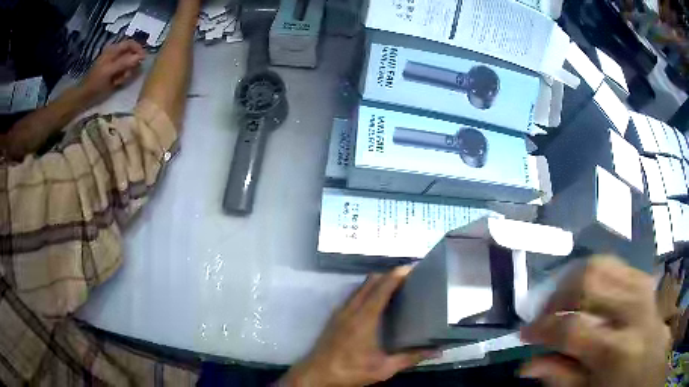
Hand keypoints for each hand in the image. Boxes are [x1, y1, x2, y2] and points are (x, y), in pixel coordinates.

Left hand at [81, 40, 144, 99]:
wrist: (85, 96)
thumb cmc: (95, 83)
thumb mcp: (109, 71)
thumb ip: (125, 63)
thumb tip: (141, 56)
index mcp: (114, 50)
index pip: (131, 43)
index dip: (138, 49)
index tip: (143, 59)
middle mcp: (115, 55)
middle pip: (131, 55)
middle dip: (131, 65)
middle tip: (126, 74)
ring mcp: (114, 64)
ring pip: (128, 65)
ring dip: (126, 74)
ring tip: (119, 81)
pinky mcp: (113, 73)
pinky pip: (123, 73)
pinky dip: (122, 78)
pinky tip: (116, 84)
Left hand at [280, 267, 438, 386]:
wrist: (316, 374)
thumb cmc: (350, 370)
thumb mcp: (384, 368)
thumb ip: (410, 358)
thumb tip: (436, 352)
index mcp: (365, 318)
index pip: (382, 288)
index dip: (397, 275)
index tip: (411, 268)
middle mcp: (351, 309)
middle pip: (370, 281)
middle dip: (388, 275)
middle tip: (407, 277)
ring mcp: (340, 312)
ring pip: (360, 287)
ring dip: (376, 282)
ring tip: (394, 287)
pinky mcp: (335, 317)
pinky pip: (353, 295)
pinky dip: (366, 291)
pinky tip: (374, 303)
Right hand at [520, 256, 669, 386]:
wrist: (653, 359)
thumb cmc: (622, 386)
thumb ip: (560, 377)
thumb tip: (526, 366)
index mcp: (617, 349)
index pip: (572, 328)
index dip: (542, 329)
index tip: (524, 334)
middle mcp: (630, 310)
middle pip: (587, 283)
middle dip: (556, 298)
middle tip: (544, 316)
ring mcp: (639, 286)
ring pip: (597, 264)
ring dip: (571, 281)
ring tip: (561, 303)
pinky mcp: (641, 277)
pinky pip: (610, 262)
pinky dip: (590, 273)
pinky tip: (584, 293)